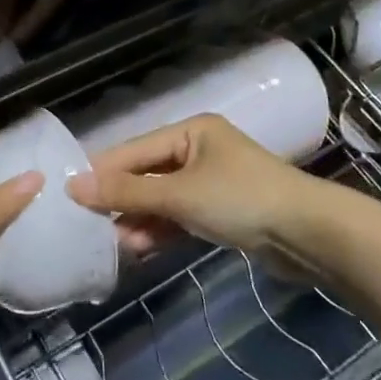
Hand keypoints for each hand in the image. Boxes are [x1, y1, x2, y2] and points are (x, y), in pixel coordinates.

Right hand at [65, 115, 309, 258]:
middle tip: (90, 223)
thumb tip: (75, 187)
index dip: (105, 171)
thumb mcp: (180, 194)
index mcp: (192, 131)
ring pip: (164, 198)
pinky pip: (181, 216)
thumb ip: (128, 193)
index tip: (71, 192)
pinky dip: (162, 230)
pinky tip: (140, 247)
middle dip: (123, 200)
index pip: (137, 149)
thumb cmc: (242, 199)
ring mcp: (212, 182)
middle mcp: (200, 150)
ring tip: (115, 243)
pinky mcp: (223, 212)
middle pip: (149, 173)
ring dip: (141, 219)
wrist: (309, 235)